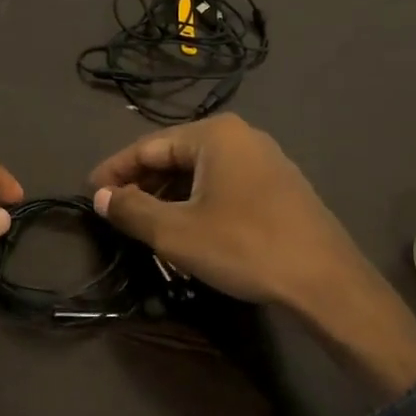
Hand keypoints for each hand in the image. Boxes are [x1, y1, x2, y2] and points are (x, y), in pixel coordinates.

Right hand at [89, 115, 415, 397]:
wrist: (324, 280)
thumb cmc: (243, 246)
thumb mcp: (176, 232)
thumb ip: (133, 210)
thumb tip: (103, 197)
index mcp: (214, 135)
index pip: (148, 146)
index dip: (115, 170)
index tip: (91, 192)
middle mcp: (241, 136)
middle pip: (175, 155)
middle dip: (142, 183)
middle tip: (115, 212)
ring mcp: (265, 160)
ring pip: (201, 172)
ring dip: (169, 195)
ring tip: (145, 223)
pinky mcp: (279, 186)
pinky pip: (224, 184)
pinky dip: (197, 201)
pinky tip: (187, 226)